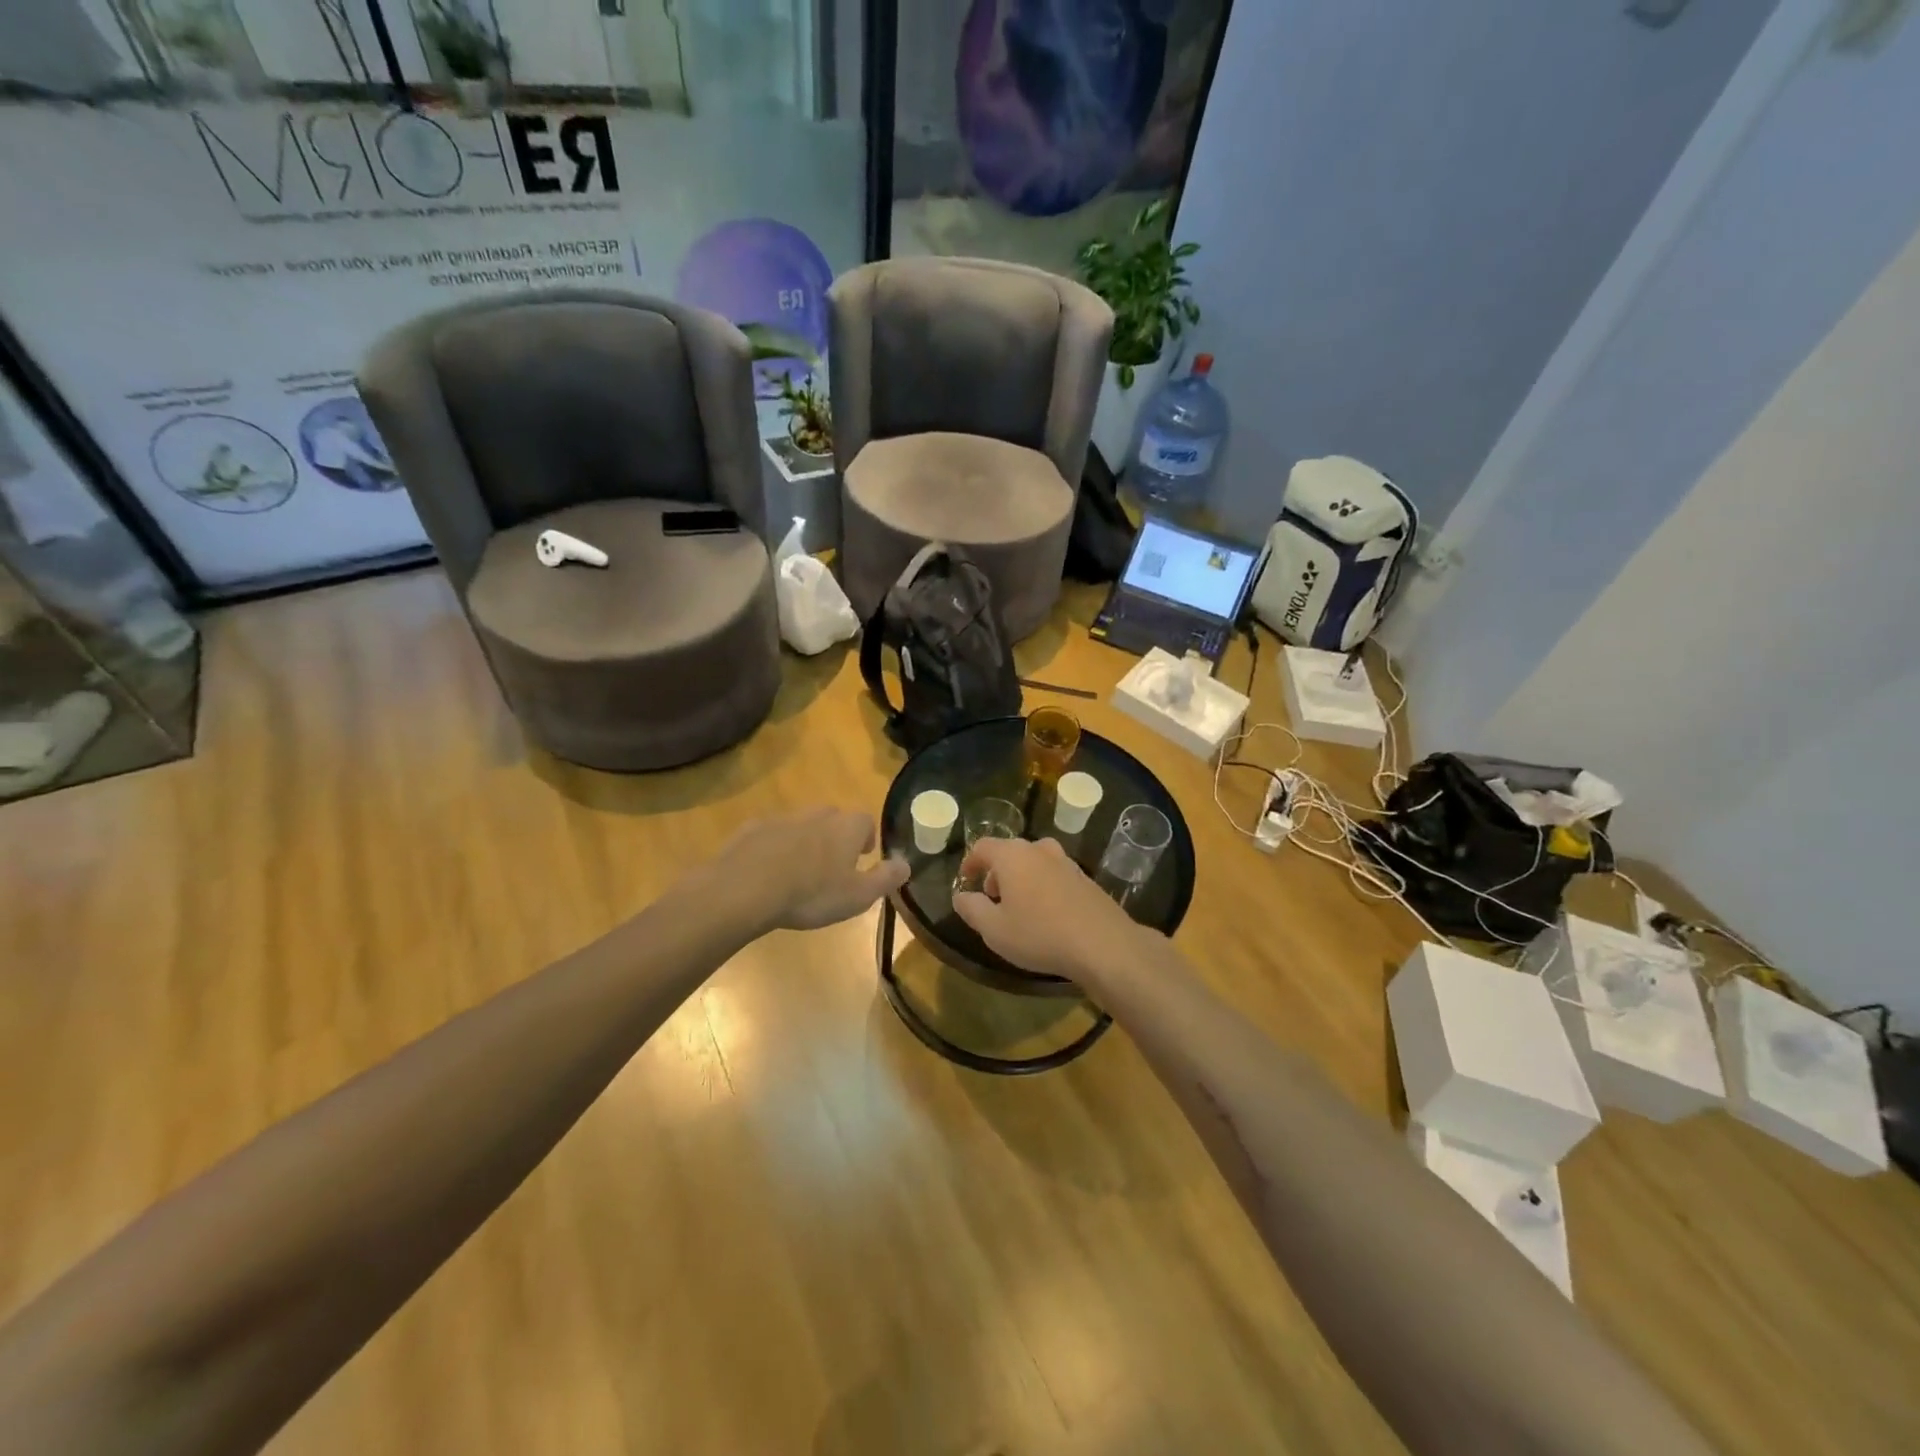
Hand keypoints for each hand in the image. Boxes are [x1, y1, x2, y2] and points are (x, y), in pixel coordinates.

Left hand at [695, 807, 908, 933]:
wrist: (745, 888)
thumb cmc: (811, 893)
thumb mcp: (858, 896)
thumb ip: (886, 878)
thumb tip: (907, 864)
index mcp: (846, 827)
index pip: (865, 821)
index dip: (866, 838)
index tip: (862, 857)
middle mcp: (817, 814)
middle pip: (833, 819)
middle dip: (835, 837)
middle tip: (831, 866)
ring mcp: (782, 818)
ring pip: (801, 825)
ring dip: (804, 842)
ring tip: (799, 873)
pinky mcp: (752, 829)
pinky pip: (770, 835)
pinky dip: (774, 848)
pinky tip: (767, 873)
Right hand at [951, 837, 1148, 984]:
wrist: (1102, 944)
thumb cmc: (1039, 934)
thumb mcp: (994, 929)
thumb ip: (971, 909)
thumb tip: (960, 896)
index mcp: (1012, 855)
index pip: (983, 847)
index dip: (970, 862)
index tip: (966, 881)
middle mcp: (1039, 850)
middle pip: (1010, 852)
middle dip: (996, 872)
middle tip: (992, 898)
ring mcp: (1066, 862)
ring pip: (1034, 862)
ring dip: (1021, 878)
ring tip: (1019, 907)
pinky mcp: (1085, 879)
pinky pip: (1054, 875)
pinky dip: (1043, 886)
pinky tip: (1047, 914)